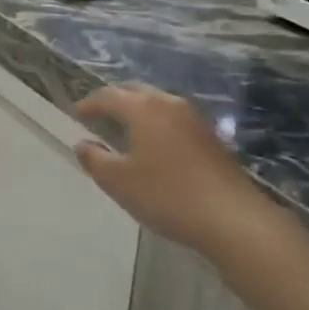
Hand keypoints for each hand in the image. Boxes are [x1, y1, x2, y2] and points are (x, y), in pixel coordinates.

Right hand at [74, 85, 255, 250]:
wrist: (232, 217)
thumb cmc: (167, 195)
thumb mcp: (119, 182)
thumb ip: (94, 159)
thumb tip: (82, 144)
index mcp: (143, 108)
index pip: (108, 96)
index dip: (90, 103)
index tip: (77, 113)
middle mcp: (169, 103)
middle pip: (135, 92)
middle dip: (115, 100)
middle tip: (99, 115)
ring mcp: (194, 118)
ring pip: (158, 103)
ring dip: (138, 110)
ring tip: (125, 129)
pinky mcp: (211, 136)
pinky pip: (174, 119)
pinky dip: (157, 123)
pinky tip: (155, 145)